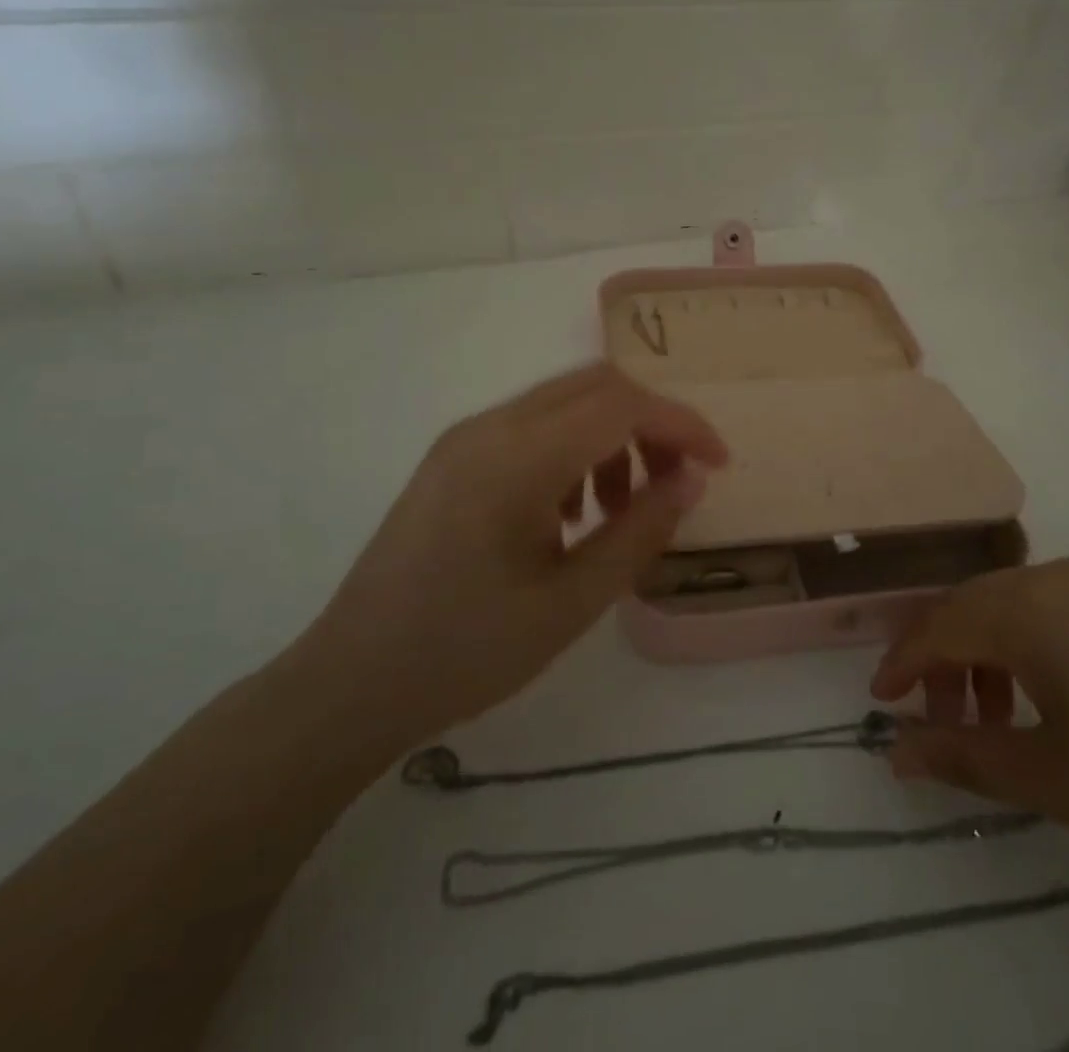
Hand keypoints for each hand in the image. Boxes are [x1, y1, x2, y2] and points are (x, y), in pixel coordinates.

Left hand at [296, 363, 727, 751]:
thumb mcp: (571, 603)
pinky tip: (572, 512)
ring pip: (565, 401)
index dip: (681, 424)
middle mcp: (488, 426)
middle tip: (674, 483)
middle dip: (650, 424)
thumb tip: (692, 479)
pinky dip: (574, 448)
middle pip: (595, 385)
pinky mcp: (453, 456)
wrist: (350, 684)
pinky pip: (532, 426)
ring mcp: (465, 437)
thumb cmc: (465, 652)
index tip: (718, 464)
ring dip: (611, 436)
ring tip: (619, 510)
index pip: (620, 404)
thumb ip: (640, 533)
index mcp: (515, 458)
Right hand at [872, 559, 1068, 888]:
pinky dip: (1031, 643)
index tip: (881, 703)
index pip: (939, 626)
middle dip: (944, 661)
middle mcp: (1058, 576)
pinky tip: (1053, 695)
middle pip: (973, 607)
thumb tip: (896, 752)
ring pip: (1014, 604)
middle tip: (941, 722)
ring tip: (999, 718)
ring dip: (988, 652)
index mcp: (1029, 609)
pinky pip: (1056, 606)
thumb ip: (964, 757)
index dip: (903, 664)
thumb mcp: (1054, 779)